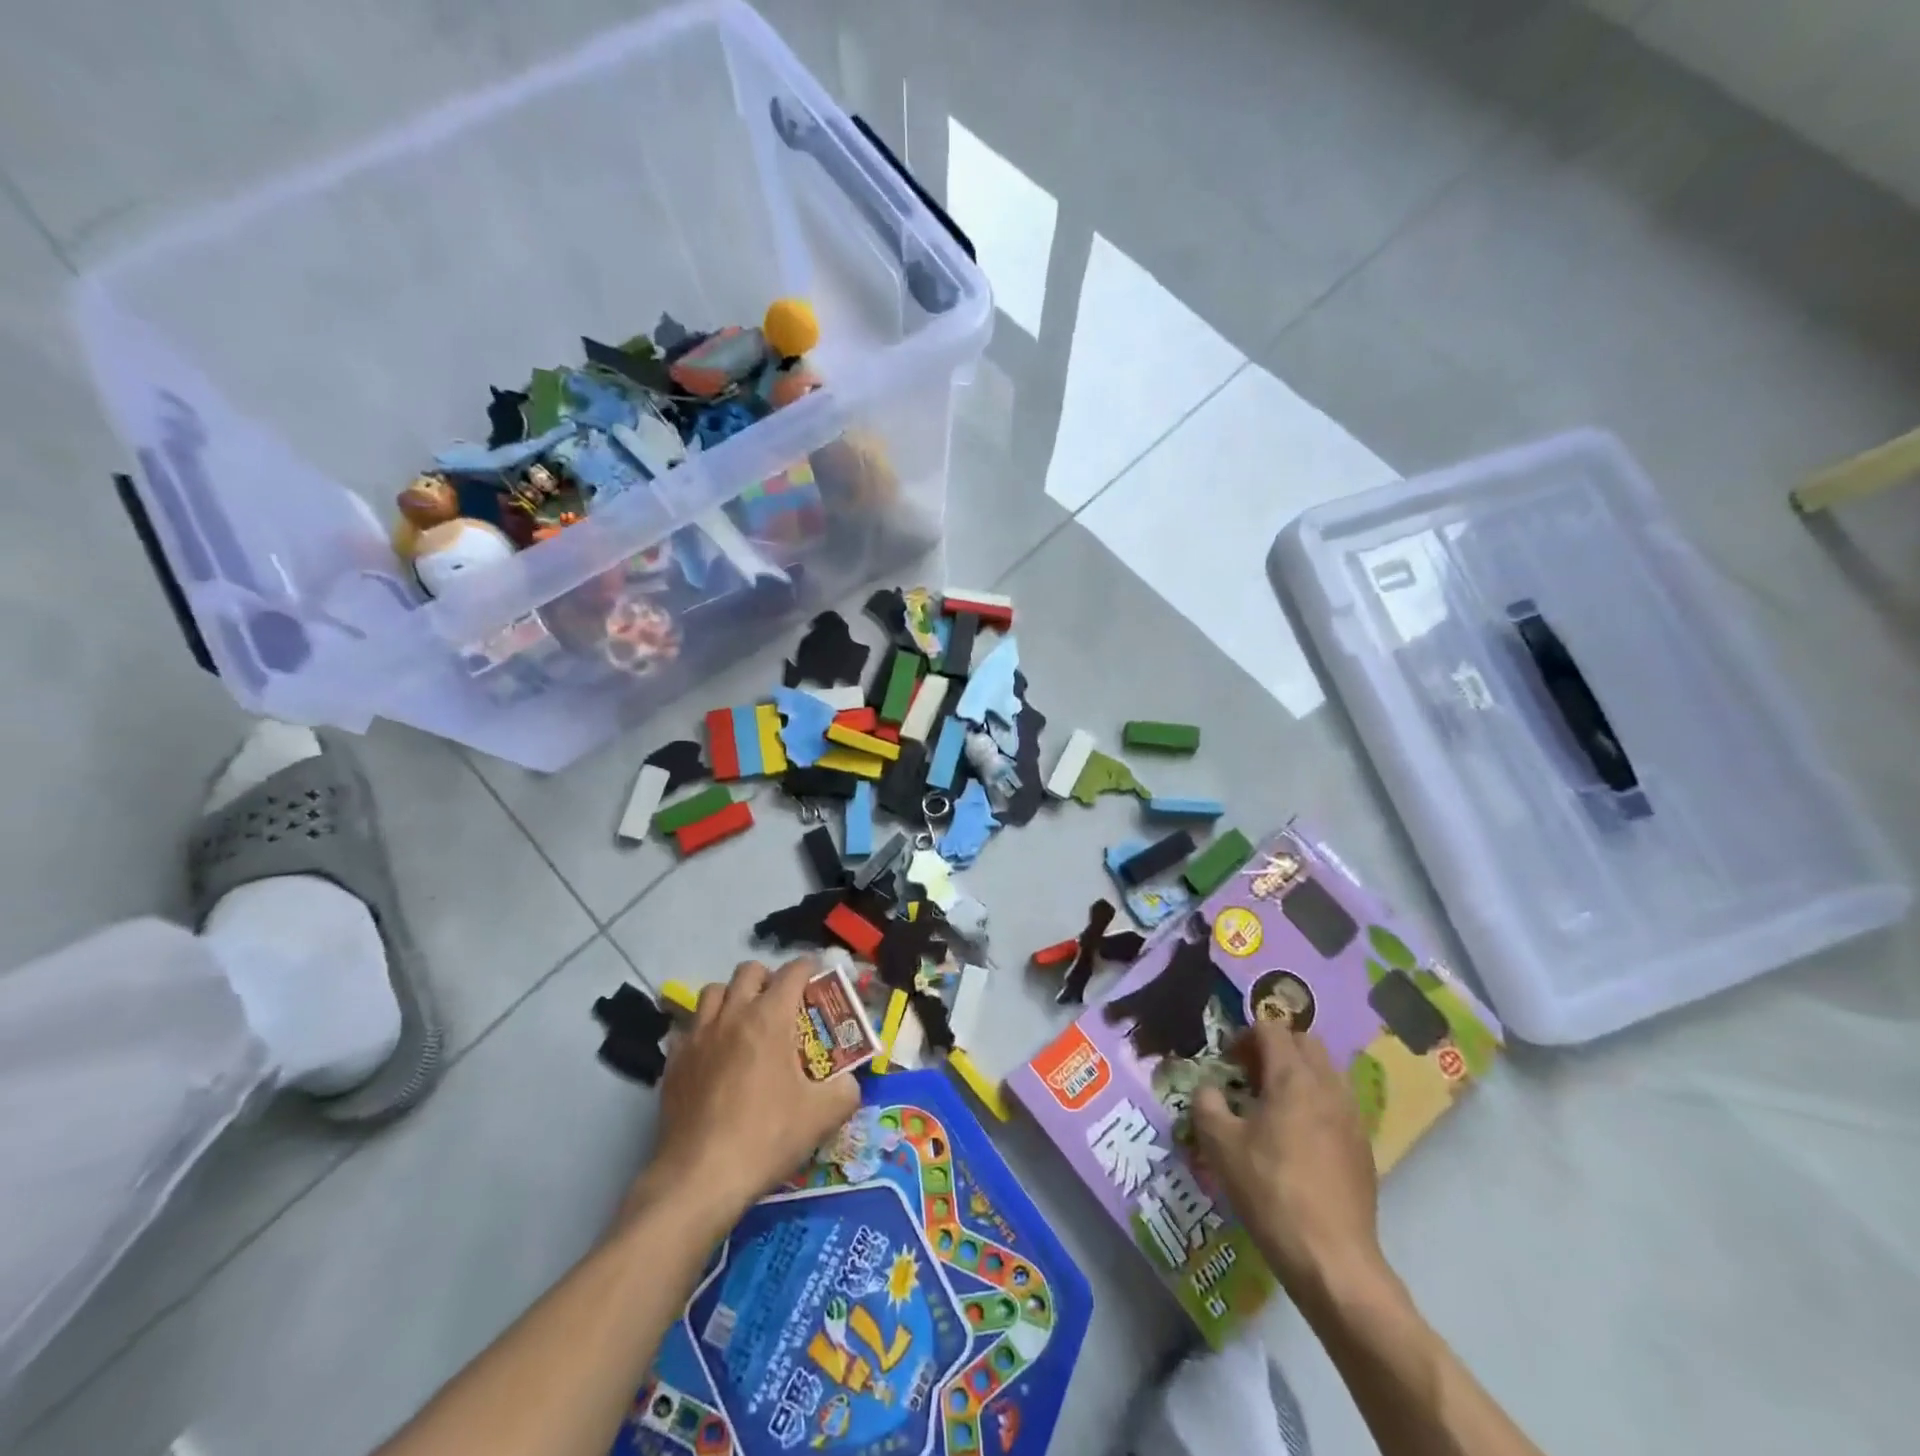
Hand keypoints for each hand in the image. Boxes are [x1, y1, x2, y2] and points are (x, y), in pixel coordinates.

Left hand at [638, 958, 859, 1230]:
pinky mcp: (674, 1061)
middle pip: (749, 970)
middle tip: (782, 1004)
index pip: (793, 971)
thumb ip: (846, 1089)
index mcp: (770, 1017)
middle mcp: (732, 1014)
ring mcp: (698, 1036)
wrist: (699, 1178)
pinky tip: (714, 1054)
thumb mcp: (824, 1115)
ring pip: (713, 991)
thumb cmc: (766, 1137)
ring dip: (733, 997)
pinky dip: (705, 1029)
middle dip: (769, 978)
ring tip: (744, 1022)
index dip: (810, 968)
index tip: (819, 977)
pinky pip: (689, 1026)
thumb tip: (849, 1081)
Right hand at [1190, 1021, 1389, 1305]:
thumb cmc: (1270, 1191)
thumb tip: (1210, 1090)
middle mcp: (1328, 1086)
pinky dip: (1315, 1102)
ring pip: (1326, 1070)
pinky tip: (1297, 1138)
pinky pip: (1338, 1102)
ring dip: (1298, 1073)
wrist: (1332, 1259)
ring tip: (1273, 1105)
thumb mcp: (1220, 1144)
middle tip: (1250, 1076)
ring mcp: (1351, 1116)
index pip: (1271, 1029)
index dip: (1244, 1037)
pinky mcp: (1362, 1146)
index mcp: (1293, 1077)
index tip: (1228, 1064)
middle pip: (1305, 1041)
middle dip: (1275, 1048)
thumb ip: (1207, 1103)